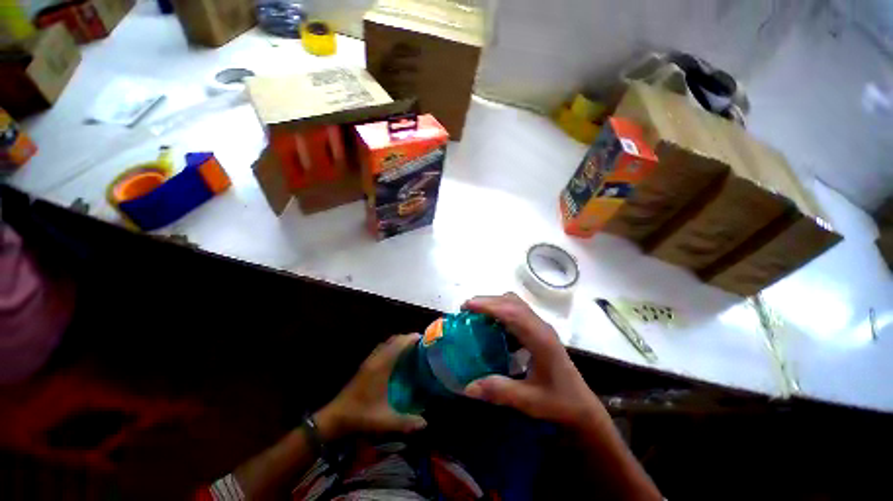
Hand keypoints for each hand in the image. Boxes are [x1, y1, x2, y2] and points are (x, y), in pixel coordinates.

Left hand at [315, 334, 426, 440]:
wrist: (335, 418)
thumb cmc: (360, 416)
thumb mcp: (384, 421)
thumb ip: (405, 422)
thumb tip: (425, 423)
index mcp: (381, 366)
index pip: (399, 344)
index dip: (411, 338)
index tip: (425, 339)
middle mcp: (375, 359)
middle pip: (393, 340)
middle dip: (407, 338)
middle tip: (421, 345)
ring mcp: (369, 361)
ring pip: (387, 343)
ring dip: (399, 342)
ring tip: (412, 349)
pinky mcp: (365, 366)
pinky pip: (382, 349)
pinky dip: (392, 348)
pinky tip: (397, 359)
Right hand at [462, 293, 609, 431]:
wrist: (582, 406)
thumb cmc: (559, 402)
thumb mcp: (528, 400)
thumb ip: (499, 391)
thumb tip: (467, 387)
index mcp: (539, 339)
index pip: (512, 313)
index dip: (488, 306)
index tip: (467, 306)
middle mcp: (540, 326)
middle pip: (512, 302)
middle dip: (487, 301)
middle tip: (466, 309)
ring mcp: (541, 326)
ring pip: (515, 303)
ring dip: (495, 303)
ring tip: (476, 313)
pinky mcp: (539, 330)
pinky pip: (518, 311)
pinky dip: (501, 311)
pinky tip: (493, 326)